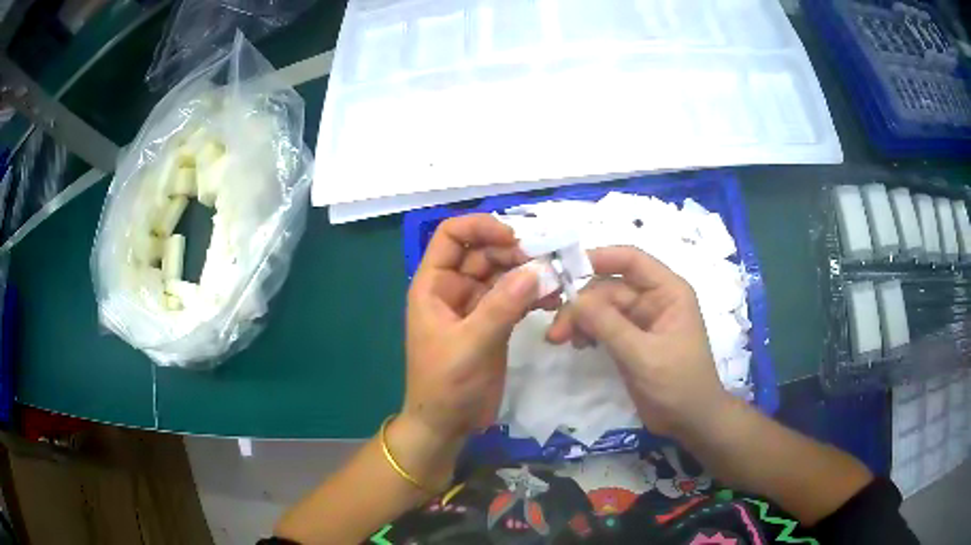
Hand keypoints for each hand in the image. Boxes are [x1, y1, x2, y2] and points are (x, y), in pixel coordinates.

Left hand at [404, 215, 543, 445]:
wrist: (448, 424)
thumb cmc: (446, 384)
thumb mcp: (470, 345)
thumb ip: (501, 307)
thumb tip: (534, 270)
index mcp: (434, 285)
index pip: (451, 236)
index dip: (479, 227)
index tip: (513, 238)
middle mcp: (453, 288)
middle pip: (483, 252)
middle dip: (512, 253)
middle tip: (545, 263)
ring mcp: (475, 306)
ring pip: (502, 274)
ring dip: (527, 273)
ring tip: (556, 280)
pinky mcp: (494, 323)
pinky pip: (514, 297)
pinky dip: (532, 294)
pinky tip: (554, 298)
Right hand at [546, 246, 730, 438]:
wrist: (691, 422)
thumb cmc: (678, 384)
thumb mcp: (644, 355)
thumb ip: (608, 325)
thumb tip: (572, 298)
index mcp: (668, 291)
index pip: (630, 260)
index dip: (597, 257)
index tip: (562, 269)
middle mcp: (654, 299)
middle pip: (608, 287)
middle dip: (581, 304)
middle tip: (556, 331)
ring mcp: (641, 321)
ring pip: (602, 307)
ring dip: (580, 319)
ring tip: (561, 341)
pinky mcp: (630, 341)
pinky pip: (603, 326)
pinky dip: (587, 332)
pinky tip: (578, 345)